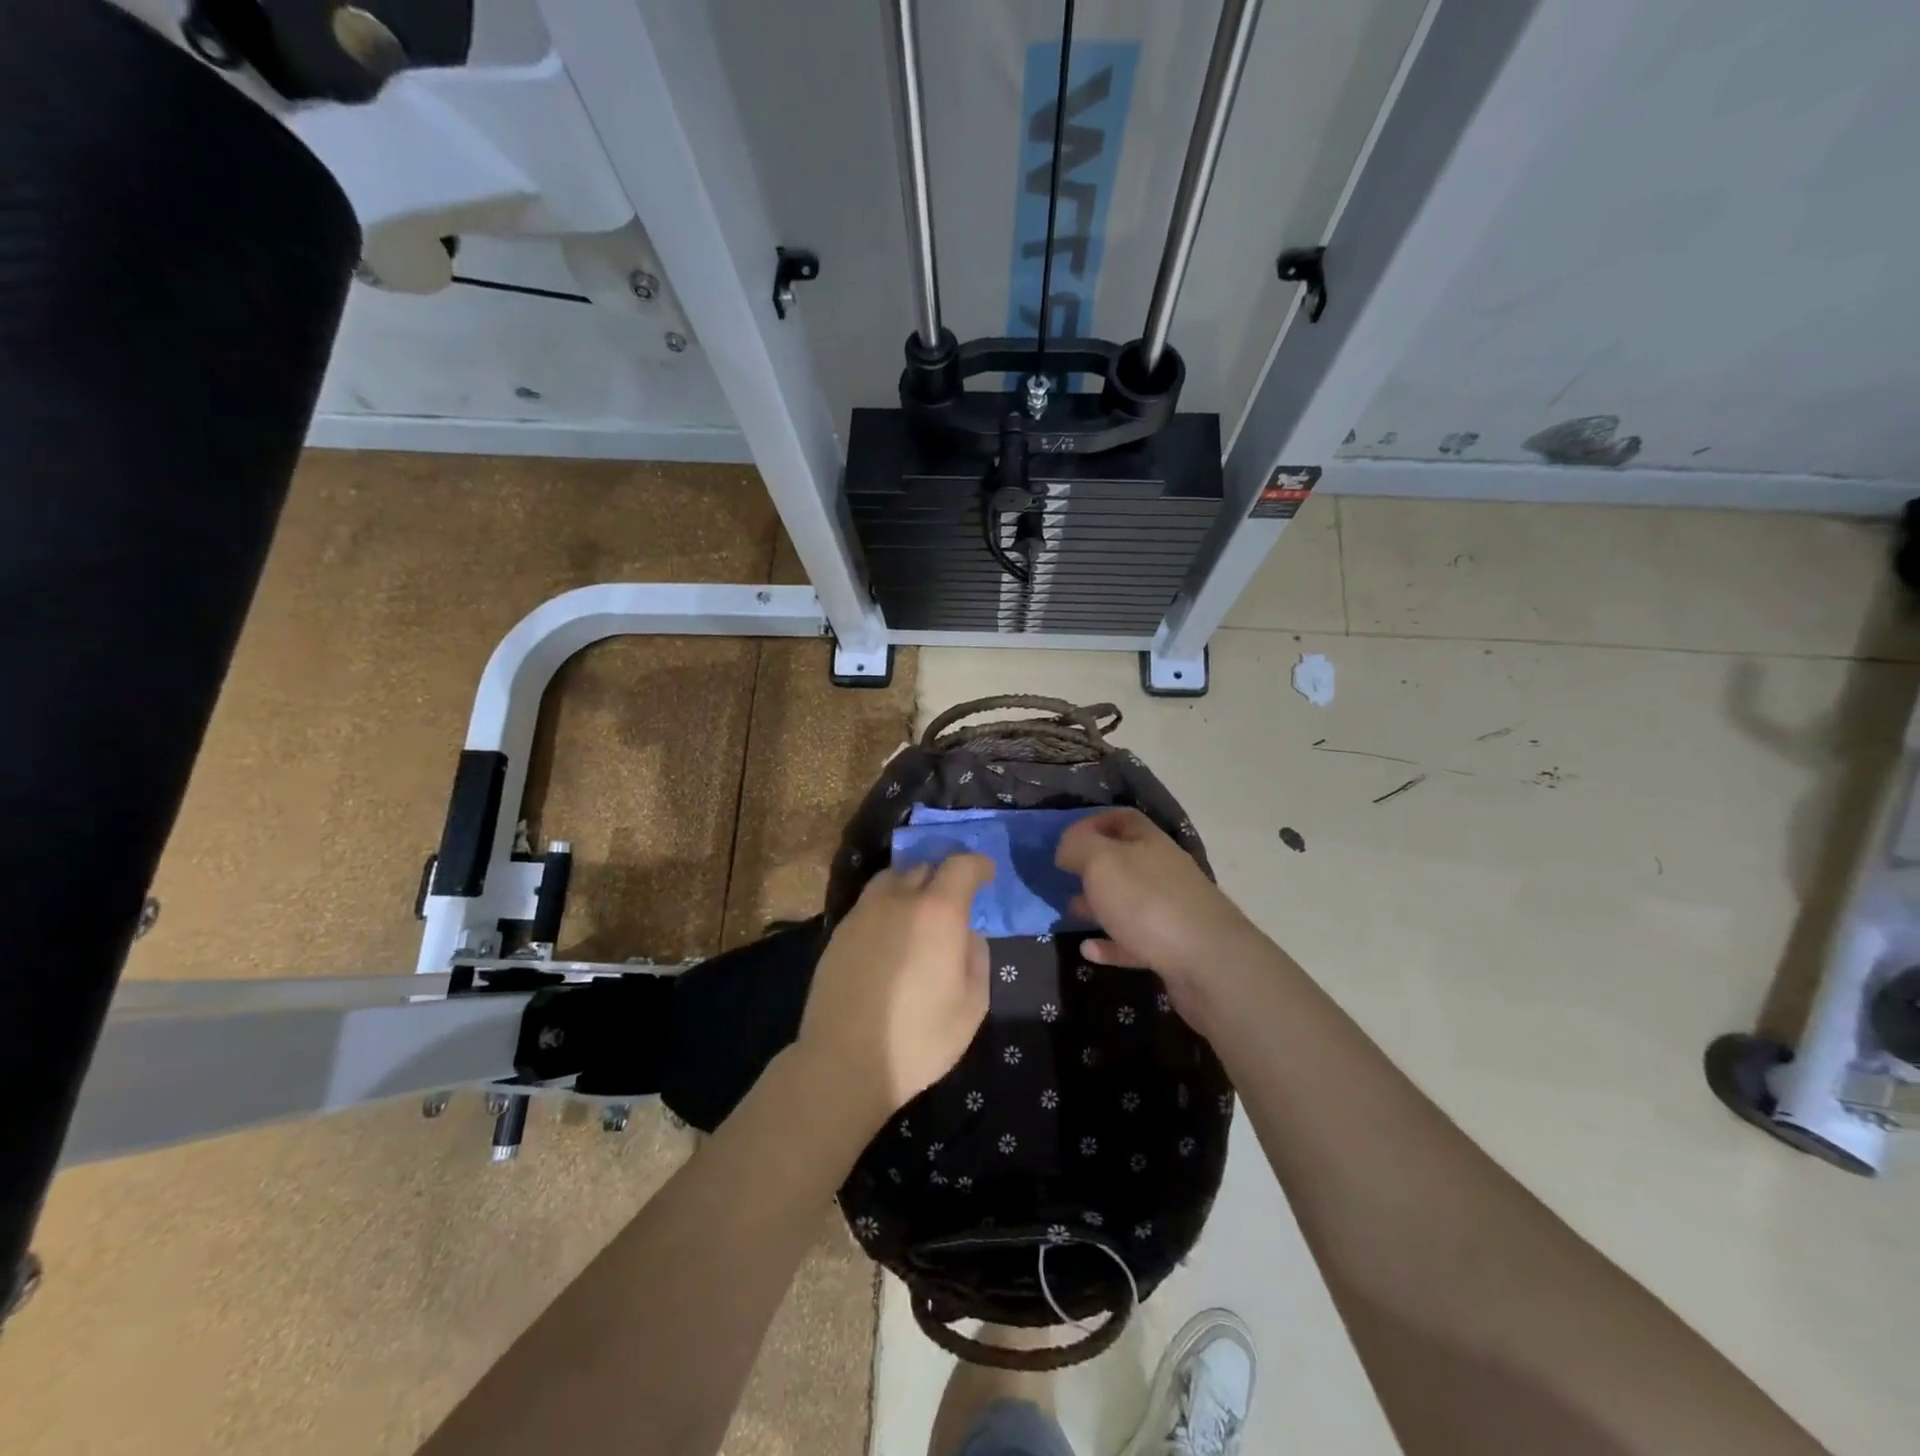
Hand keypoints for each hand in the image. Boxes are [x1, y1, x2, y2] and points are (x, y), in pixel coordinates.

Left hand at [795, 855, 994, 1132]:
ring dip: (911, 885)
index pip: (961, 865)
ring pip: (891, 879)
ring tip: (918, 911)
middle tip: (954, 901)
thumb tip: (966, 934)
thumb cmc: (919, 1038)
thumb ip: (976, 957)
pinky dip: (886, 906)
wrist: (843, 1061)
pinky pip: (870, 903)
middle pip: (924, 867)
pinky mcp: (839, 932)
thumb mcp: (972, 1005)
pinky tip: (889, 936)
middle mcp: (898, 900)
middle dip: (944, 876)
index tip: (987, 875)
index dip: (978, 865)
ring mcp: (863, 913)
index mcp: (937, 912)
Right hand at [1056, 809, 1266, 1024]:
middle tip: (1064, 878)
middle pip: (1124, 860)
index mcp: (1149, 842)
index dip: (1091, 823)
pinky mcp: (1172, 948)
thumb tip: (1067, 848)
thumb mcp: (1102, 862)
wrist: (1209, 964)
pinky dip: (1111, 943)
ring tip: (1070, 911)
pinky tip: (1089, 950)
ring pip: (1128, 900)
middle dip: (1092, 867)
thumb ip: (1078, 847)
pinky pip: (1133, 940)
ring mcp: (1171, 910)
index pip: (1121, 818)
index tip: (1064, 842)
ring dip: (1099, 904)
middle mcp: (1163, 870)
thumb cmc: (1148, 902)